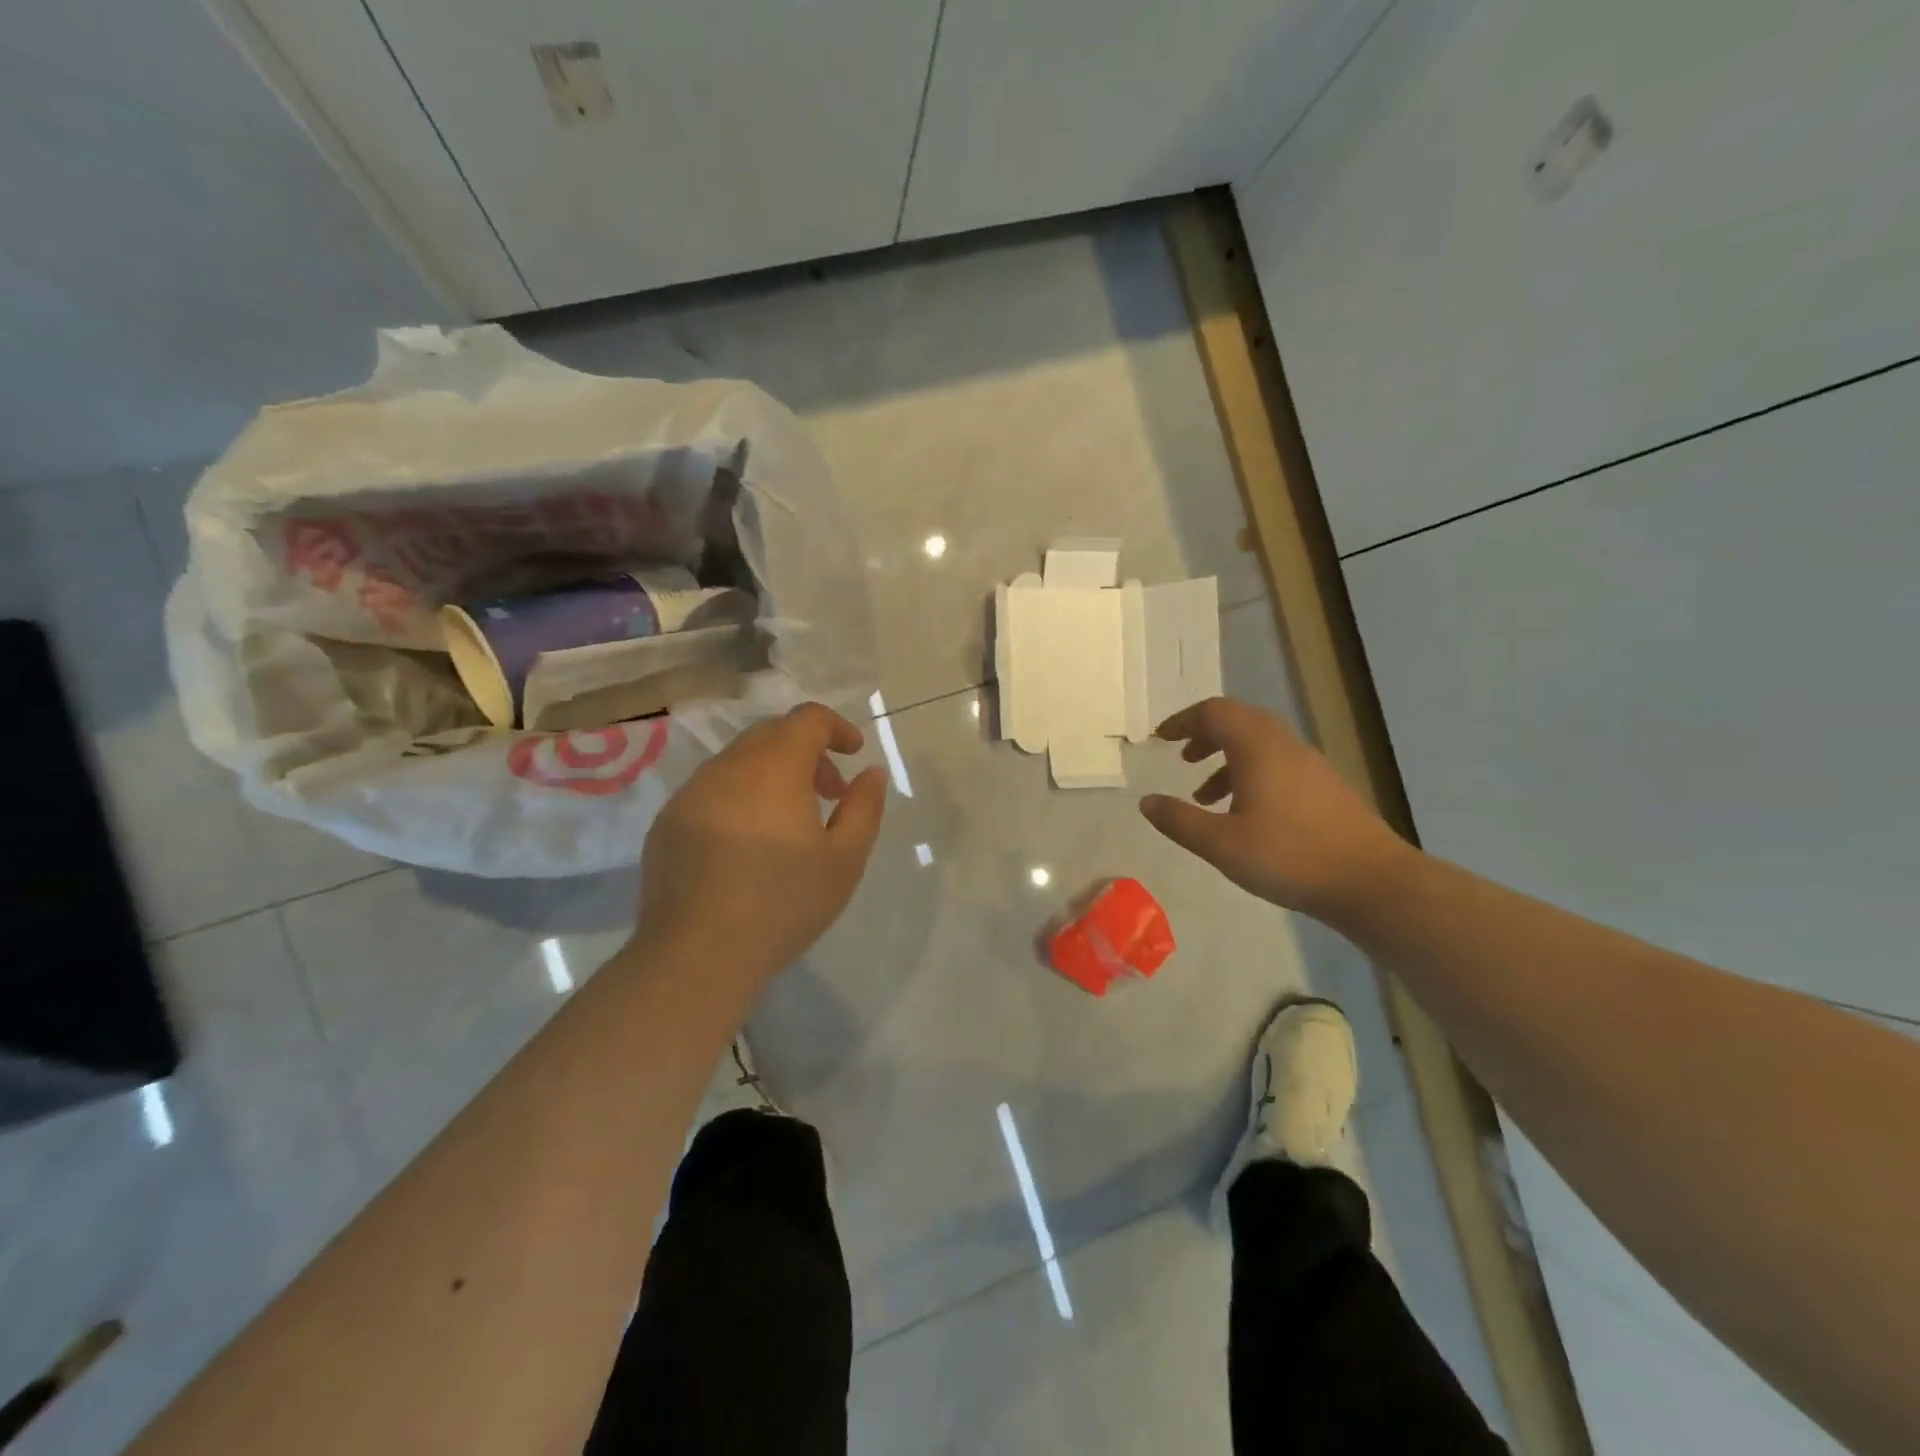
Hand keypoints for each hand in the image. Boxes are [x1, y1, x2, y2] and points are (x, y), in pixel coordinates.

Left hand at [634, 702, 886, 982]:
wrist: (697, 955)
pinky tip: (746, 845)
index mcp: (774, 769)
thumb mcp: (845, 859)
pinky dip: (739, 797)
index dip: (836, 727)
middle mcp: (727, 768)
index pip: (806, 719)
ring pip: (738, 761)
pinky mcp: (667, 823)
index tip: (854, 753)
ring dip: (772, 774)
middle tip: (829, 793)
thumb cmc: (783, 904)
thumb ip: (864, 807)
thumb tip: (870, 773)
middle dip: (807, 751)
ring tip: (788, 822)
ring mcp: (690, 794)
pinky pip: (710, 790)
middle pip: (771, 734)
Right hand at [1139, 697, 1410, 919]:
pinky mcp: (1325, 787)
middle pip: (1239, 721)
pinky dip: (1250, 774)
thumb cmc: (1289, 857)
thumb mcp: (1221, 844)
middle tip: (1181, 757)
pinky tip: (1243, 814)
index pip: (1214, 712)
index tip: (1160, 739)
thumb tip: (1146, 802)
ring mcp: (1310, 765)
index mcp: (1258, 747)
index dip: (1183, 721)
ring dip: (1227, 758)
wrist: (1371, 881)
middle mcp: (1285, 745)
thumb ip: (1180, 820)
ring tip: (1204, 794)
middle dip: (1205, 735)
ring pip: (1259, 744)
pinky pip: (1277, 763)